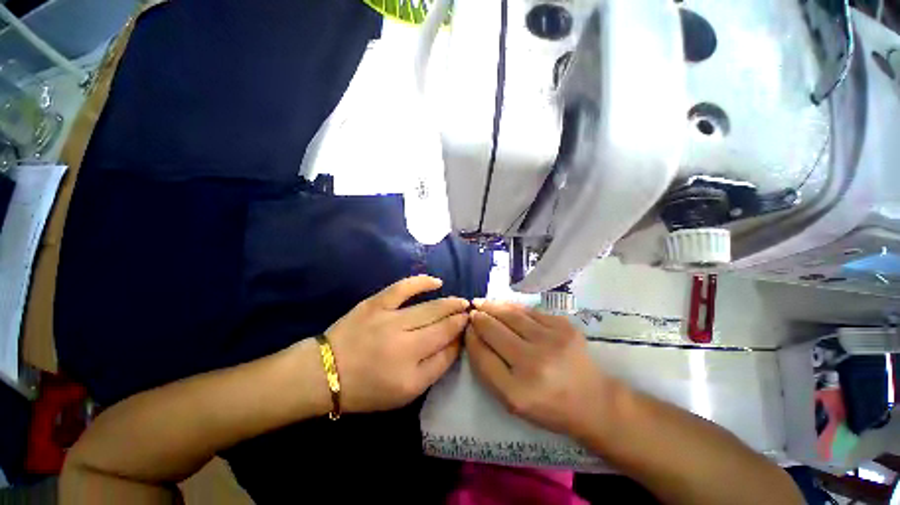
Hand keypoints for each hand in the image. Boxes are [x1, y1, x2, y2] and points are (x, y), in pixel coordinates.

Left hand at [325, 275, 469, 412]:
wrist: (326, 372)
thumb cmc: (367, 388)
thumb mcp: (405, 392)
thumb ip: (434, 368)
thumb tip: (455, 344)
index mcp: (411, 371)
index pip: (447, 348)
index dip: (461, 336)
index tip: (470, 328)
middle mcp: (404, 344)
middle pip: (441, 326)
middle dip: (459, 318)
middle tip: (470, 312)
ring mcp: (389, 320)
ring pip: (429, 308)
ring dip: (449, 304)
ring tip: (461, 301)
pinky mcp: (376, 304)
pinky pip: (403, 288)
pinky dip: (422, 282)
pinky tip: (436, 282)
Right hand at [465, 300, 615, 438]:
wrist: (593, 400)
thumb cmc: (547, 405)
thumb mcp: (512, 400)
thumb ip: (488, 369)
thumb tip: (474, 335)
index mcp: (517, 392)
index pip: (482, 356)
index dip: (471, 338)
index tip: (466, 328)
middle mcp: (534, 364)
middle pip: (494, 330)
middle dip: (479, 317)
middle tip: (472, 310)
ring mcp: (552, 341)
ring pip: (511, 315)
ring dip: (492, 306)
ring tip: (482, 302)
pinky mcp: (564, 326)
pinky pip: (529, 311)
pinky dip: (513, 307)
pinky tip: (504, 306)